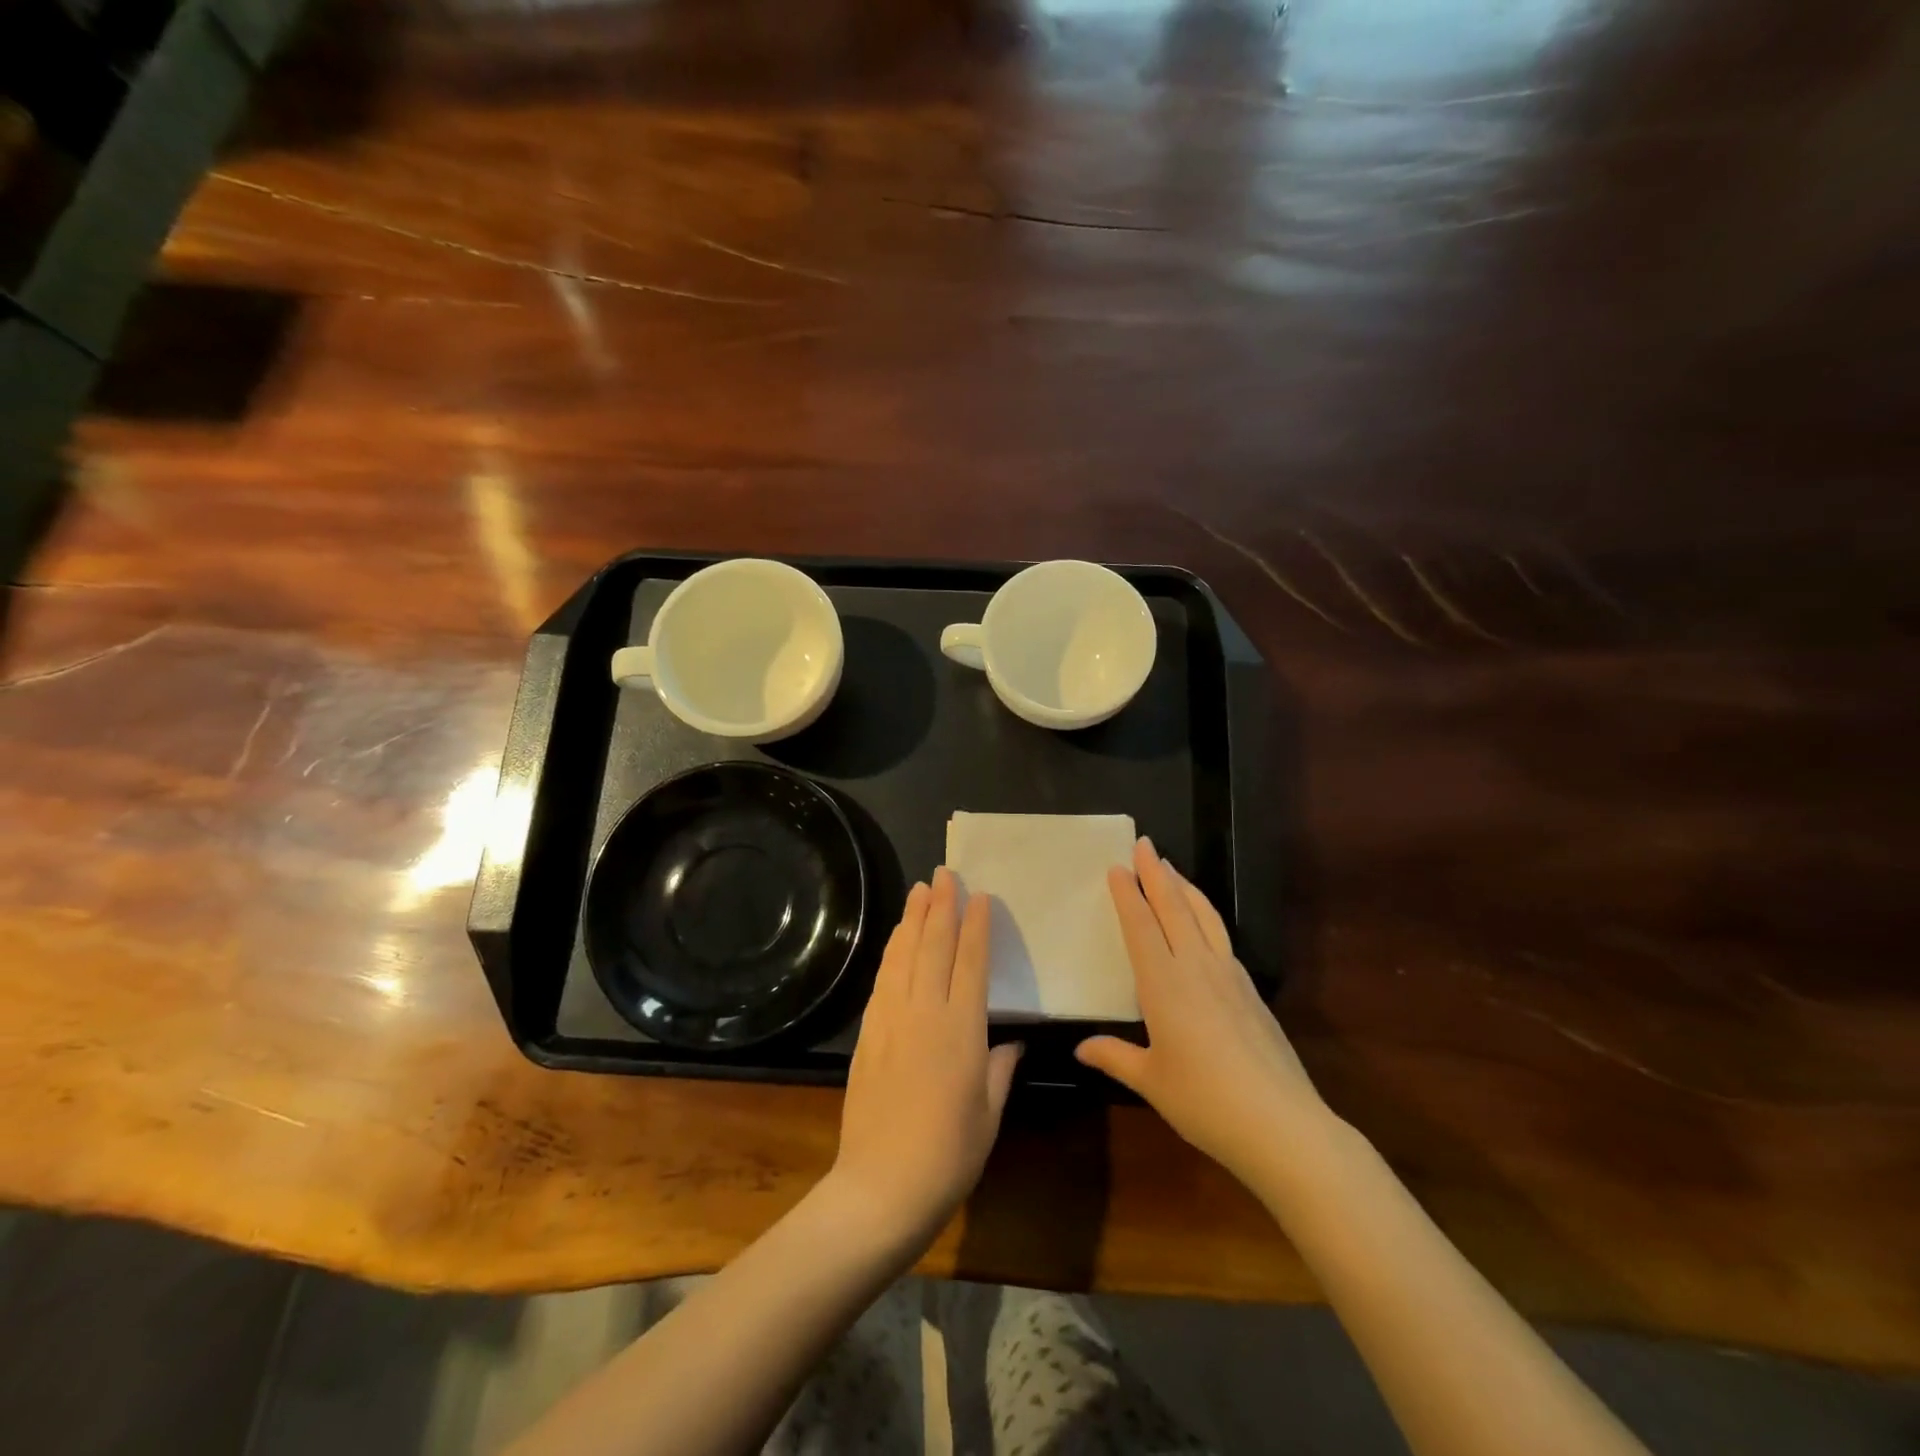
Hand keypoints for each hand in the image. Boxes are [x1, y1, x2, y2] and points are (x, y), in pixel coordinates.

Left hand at [829, 868, 1021, 1245]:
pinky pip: (883, 980)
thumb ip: (1001, 1068)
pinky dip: (891, 952)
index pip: (971, 962)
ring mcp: (891, 1020)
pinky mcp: (868, 1034)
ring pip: (904, 956)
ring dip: (912, 919)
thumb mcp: (989, 1114)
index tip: (979, 896)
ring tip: (918, 890)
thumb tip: (1012, 1040)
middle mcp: (925, 1013)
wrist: (880, 1188)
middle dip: (941, 907)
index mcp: (962, 1030)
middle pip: (934, 946)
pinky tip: (896, 940)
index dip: (976, 926)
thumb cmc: (949, 1155)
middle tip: (944, 873)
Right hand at [1076, 838, 1326, 1186]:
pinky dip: (1206, 915)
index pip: (1141, 926)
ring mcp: (1229, 976)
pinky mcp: (1251, 991)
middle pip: (1173, 908)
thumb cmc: (1203, 1100)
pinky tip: (1204, 921)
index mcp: (1164, 984)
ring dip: (1184, 887)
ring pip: (1203, 916)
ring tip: (1171, 868)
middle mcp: (1196, 967)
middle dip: (1156, 873)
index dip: (1128, 895)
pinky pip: (1222, 937)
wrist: (1280, 1123)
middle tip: (1144, 843)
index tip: (1117, 867)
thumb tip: (1081, 1049)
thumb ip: (1115, 1057)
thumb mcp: (1151, 1081)